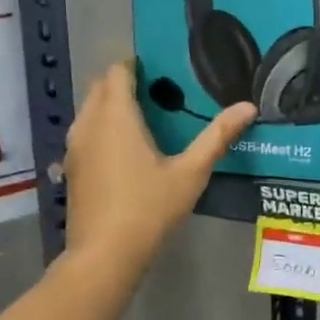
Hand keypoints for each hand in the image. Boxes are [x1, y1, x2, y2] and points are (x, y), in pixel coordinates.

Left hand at [62, 61, 253, 260]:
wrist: (105, 254)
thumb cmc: (149, 208)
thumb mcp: (191, 172)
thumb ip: (217, 136)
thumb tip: (248, 106)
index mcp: (116, 117)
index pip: (117, 72)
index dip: (136, 65)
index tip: (161, 70)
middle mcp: (89, 124)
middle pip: (100, 88)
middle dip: (124, 83)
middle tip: (160, 93)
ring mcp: (75, 148)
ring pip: (90, 111)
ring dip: (111, 106)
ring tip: (146, 118)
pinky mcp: (71, 169)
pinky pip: (86, 133)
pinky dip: (102, 129)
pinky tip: (126, 151)